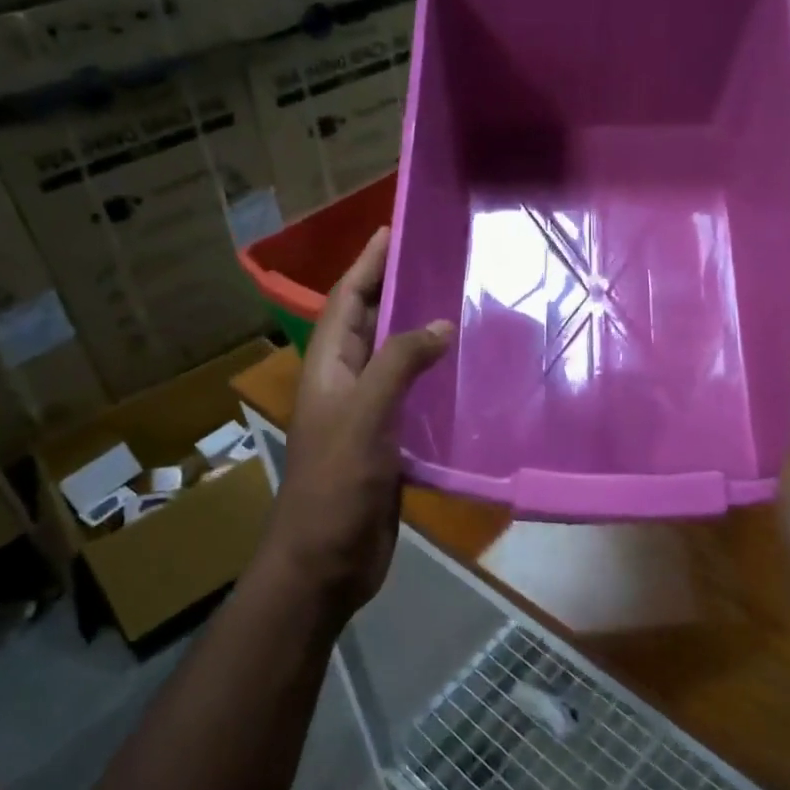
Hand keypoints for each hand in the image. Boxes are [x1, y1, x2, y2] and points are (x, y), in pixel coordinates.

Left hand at [266, 227, 451, 621]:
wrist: (327, 561)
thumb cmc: (337, 483)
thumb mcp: (365, 414)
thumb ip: (399, 363)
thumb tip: (439, 323)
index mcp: (328, 366)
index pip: (347, 299)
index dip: (368, 263)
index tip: (394, 228)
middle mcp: (344, 381)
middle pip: (370, 321)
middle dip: (395, 287)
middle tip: (438, 258)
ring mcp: (365, 412)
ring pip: (393, 357)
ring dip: (417, 329)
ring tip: (458, 302)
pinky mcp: (388, 439)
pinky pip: (410, 393)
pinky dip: (431, 374)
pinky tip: (463, 369)